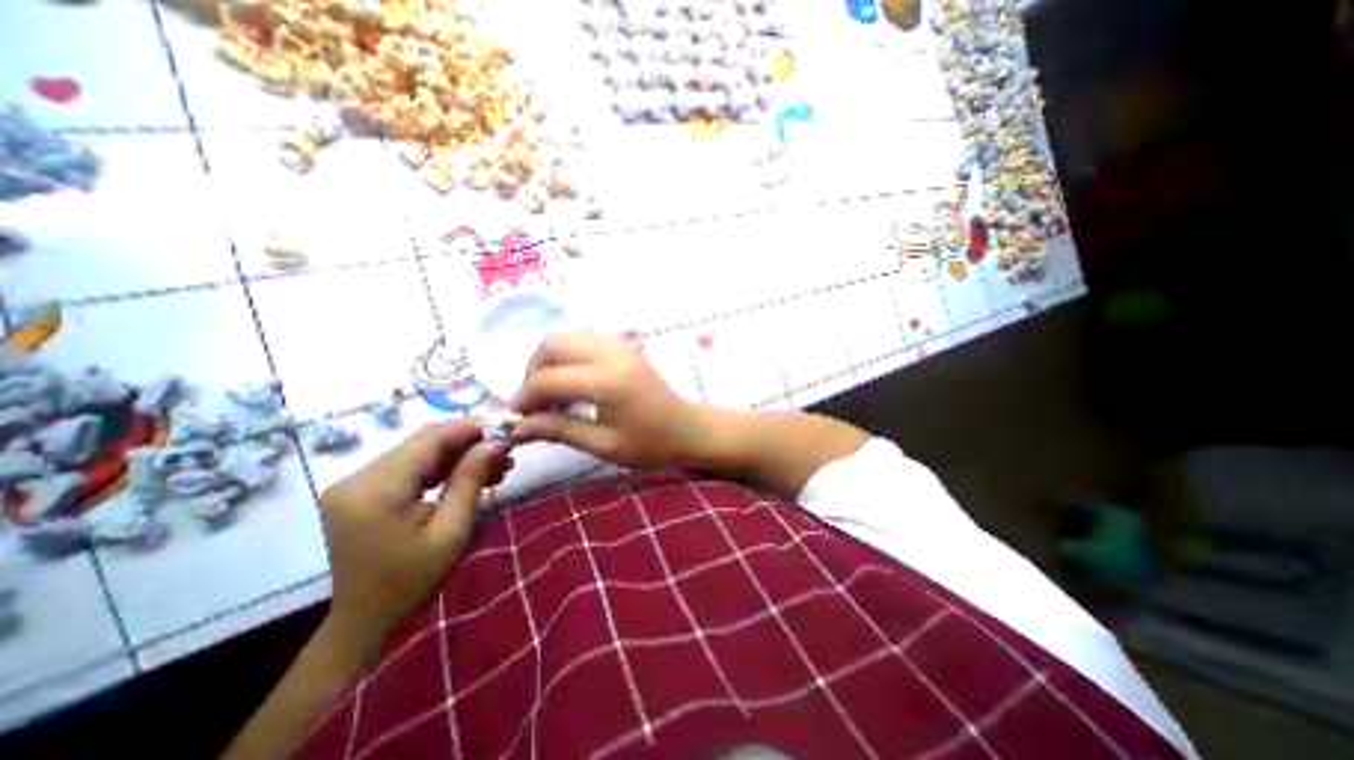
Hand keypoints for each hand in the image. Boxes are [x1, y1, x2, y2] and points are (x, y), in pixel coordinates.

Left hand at [320, 418, 510, 651]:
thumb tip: (495, 442)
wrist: (365, 619)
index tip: (505, 427)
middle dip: (468, 441)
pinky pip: (409, 466)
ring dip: (458, 454)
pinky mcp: (362, 490)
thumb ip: (470, 480)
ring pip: (419, 451)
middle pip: (423, 442)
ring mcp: (356, 483)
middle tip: (505, 450)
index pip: (429, 439)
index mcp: (376, 490)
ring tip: (496, 464)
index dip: (469, 427)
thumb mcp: (451, 530)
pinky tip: (470, 473)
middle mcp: (357, 478)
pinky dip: (442, 466)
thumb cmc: (412, 579)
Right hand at [508, 329, 695, 467]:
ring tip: (551, 390)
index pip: (548, 379)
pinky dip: (569, 353)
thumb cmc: (650, 444)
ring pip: (567, 335)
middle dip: (532, 371)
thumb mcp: (603, 445)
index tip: (516, 417)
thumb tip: (518, 427)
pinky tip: (572, 378)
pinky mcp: (625, 345)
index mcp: (607, 381)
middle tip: (534, 401)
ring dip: (550, 359)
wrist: (687, 429)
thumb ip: (559, 430)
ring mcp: (620, 344)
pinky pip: (585, 337)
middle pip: (552, 344)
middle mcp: (611, 353)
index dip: (524, 398)